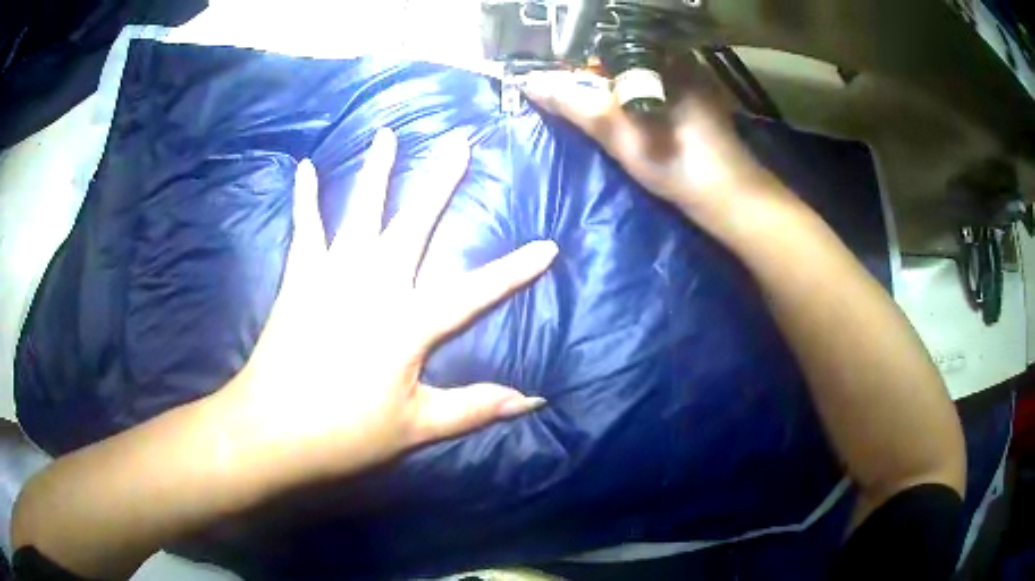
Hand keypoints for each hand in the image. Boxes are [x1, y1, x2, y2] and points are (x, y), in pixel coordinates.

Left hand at [220, 129, 556, 481]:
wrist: (272, 429)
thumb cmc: (345, 432)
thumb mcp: (416, 427)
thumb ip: (475, 407)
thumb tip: (534, 402)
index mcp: (408, 322)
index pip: (476, 291)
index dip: (515, 271)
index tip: (548, 246)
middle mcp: (373, 284)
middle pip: (415, 223)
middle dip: (442, 181)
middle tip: (460, 142)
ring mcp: (332, 273)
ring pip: (360, 210)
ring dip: (377, 170)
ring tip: (387, 133)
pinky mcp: (299, 277)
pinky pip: (305, 227)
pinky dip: (305, 196)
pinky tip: (305, 166)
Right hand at [520, 71, 785, 225]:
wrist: (731, 199)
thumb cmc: (678, 162)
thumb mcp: (620, 133)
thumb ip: (575, 104)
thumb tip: (530, 84)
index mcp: (666, 57)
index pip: (609, 48)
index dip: (581, 65)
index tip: (564, 87)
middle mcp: (682, 61)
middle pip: (625, 62)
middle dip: (598, 80)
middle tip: (578, 105)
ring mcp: (694, 82)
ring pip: (641, 79)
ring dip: (616, 93)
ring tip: (598, 113)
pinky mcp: (698, 103)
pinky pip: (655, 92)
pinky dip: (636, 102)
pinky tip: (630, 121)